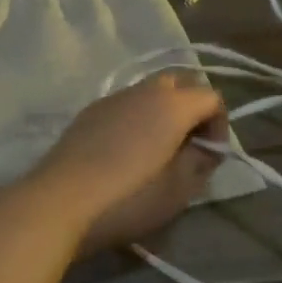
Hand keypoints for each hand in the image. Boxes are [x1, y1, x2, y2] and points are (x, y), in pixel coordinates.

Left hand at [29, 72, 228, 256]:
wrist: (61, 200)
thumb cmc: (129, 198)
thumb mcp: (179, 190)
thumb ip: (201, 162)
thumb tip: (206, 146)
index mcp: (174, 105)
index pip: (212, 97)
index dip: (220, 124)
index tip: (211, 155)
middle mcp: (146, 90)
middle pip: (182, 82)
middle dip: (193, 108)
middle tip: (189, 144)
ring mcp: (114, 97)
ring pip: (151, 90)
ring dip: (164, 111)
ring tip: (158, 149)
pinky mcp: (90, 110)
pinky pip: (126, 104)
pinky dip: (138, 117)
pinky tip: (127, 151)